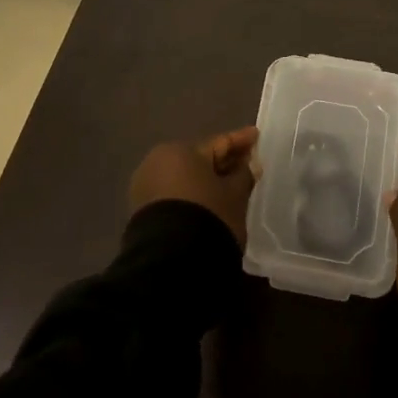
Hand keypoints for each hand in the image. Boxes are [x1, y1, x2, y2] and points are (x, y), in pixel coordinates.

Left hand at [128, 127, 259, 245]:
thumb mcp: (235, 195)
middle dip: (223, 162)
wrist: (171, 262)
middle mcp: (158, 161)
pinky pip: (174, 194)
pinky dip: (192, 195)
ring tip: (229, 186)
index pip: (218, 143)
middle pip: (199, 159)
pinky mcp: (141, 210)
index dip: (240, 140)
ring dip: (206, 180)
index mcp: (180, 150)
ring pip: (185, 177)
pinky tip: (208, 202)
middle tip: (246, 163)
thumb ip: (243, 175)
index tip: (256, 135)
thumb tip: (248, 165)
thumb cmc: (208, 216)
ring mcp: (146, 186)